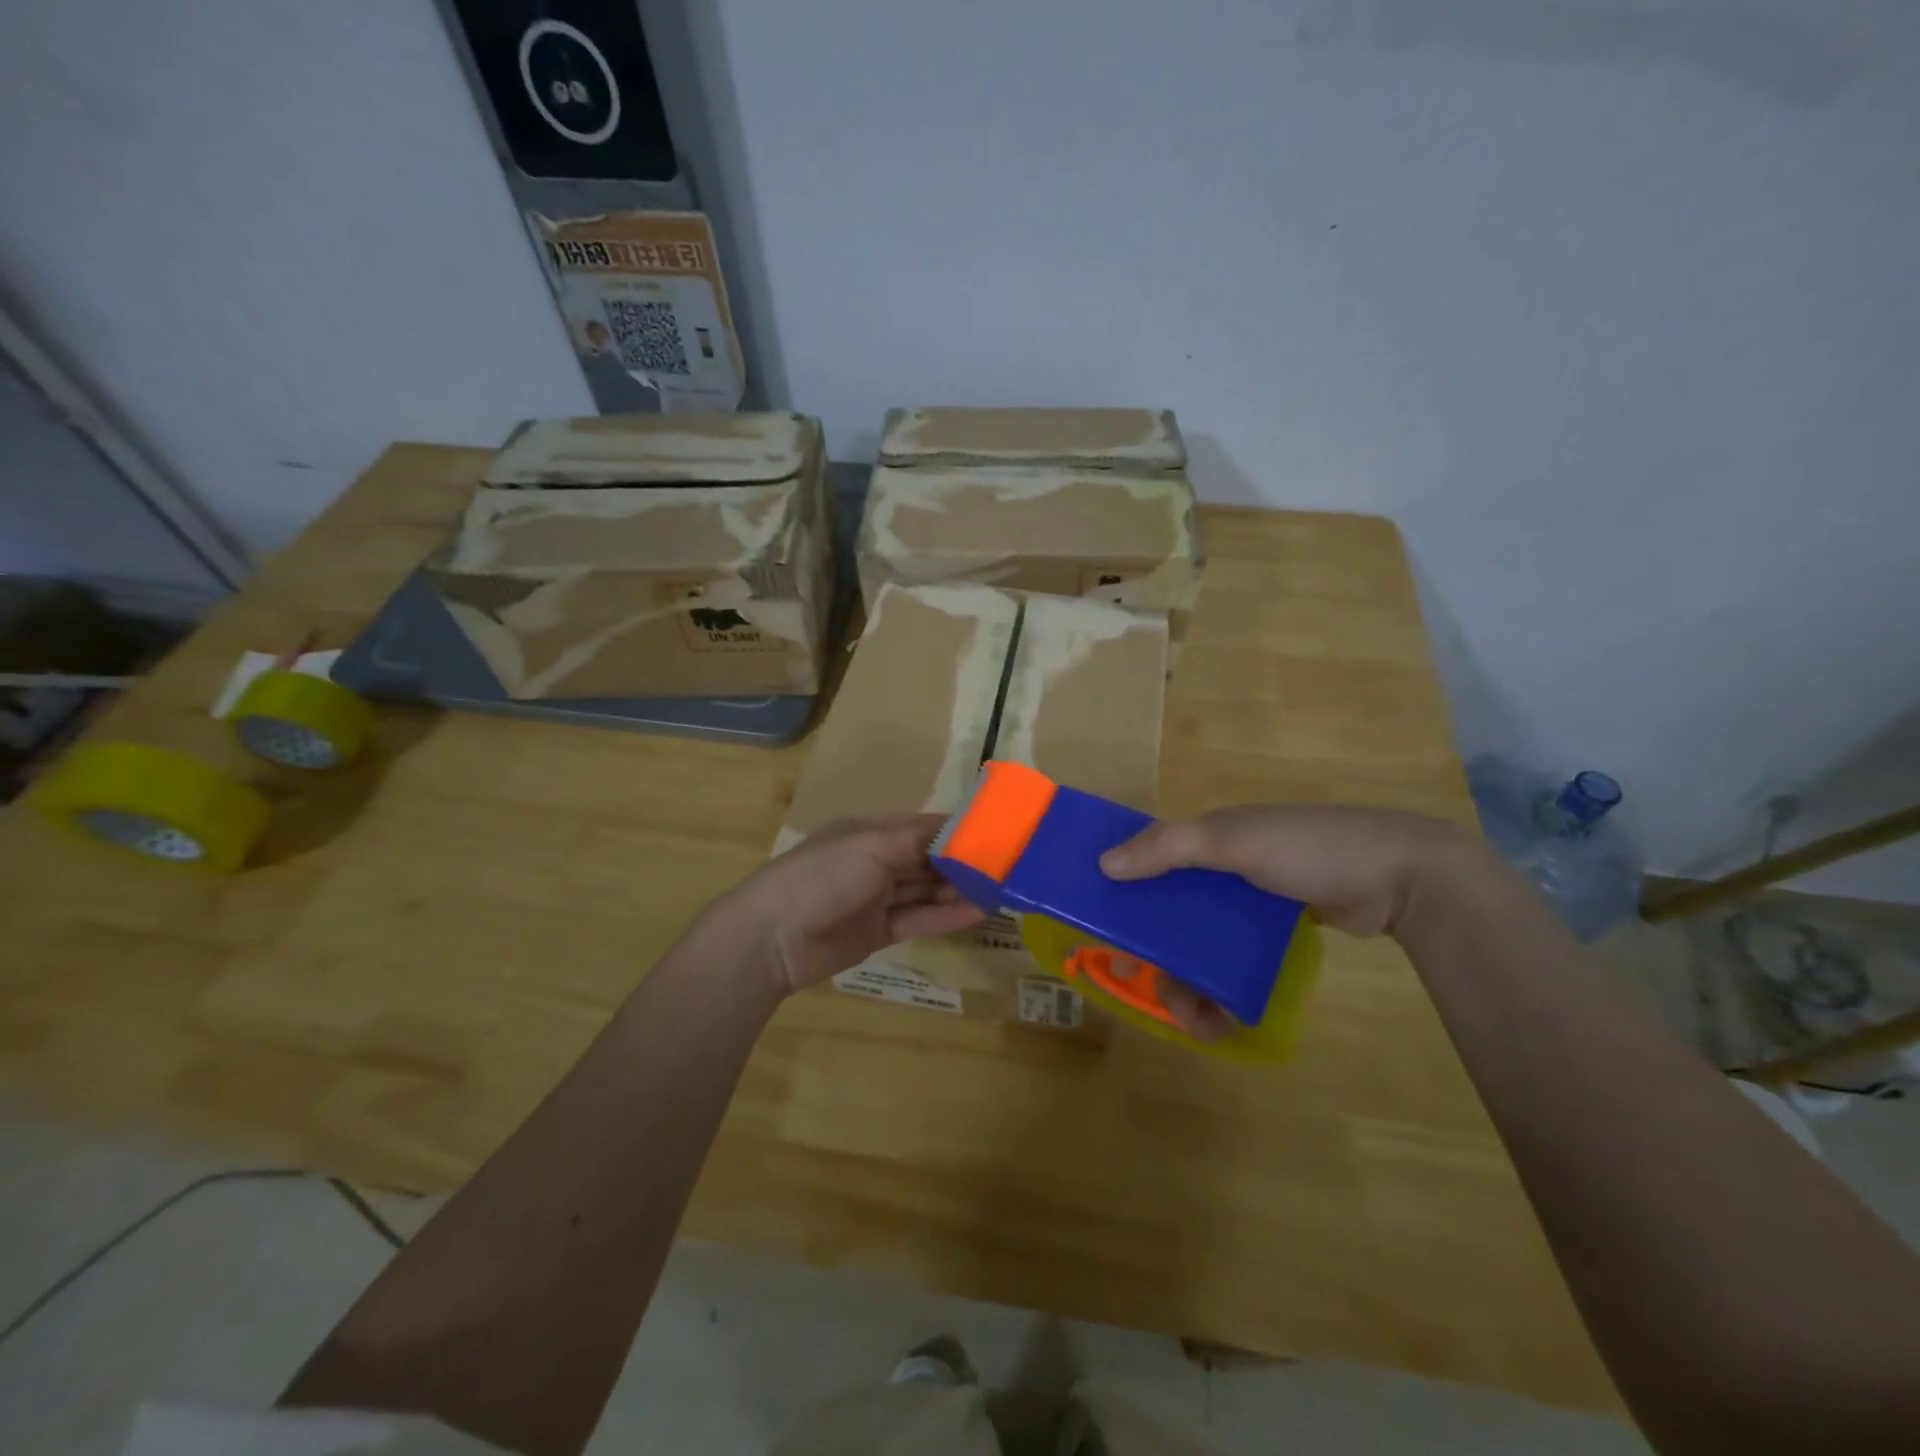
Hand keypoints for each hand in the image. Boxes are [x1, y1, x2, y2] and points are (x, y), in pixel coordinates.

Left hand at [712, 814, 983, 997]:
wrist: (770, 940)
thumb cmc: (821, 878)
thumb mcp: (870, 847)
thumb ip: (917, 839)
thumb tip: (959, 826)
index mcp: (869, 832)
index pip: (922, 826)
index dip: (957, 828)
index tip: (996, 831)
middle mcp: (875, 861)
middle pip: (927, 858)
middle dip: (963, 861)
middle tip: (1008, 865)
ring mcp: (875, 898)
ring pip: (925, 889)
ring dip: (959, 889)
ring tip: (1001, 889)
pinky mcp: (877, 933)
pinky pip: (917, 919)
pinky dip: (945, 915)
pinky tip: (977, 913)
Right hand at [1099, 805, 1476, 1038]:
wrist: (1402, 877)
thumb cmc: (1308, 848)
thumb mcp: (1234, 839)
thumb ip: (1169, 847)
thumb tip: (1105, 864)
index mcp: (1208, 838)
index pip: (1150, 863)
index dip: (1125, 895)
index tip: (1108, 937)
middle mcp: (1222, 870)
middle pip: (1171, 917)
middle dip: (1161, 960)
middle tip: (1160, 995)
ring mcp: (1251, 905)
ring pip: (1202, 946)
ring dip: (1191, 986)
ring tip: (1200, 1025)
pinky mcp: (1276, 934)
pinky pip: (1234, 962)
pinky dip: (1224, 988)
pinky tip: (1227, 1017)